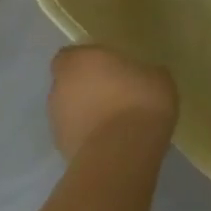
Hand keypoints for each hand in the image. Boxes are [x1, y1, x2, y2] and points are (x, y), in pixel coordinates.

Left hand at [47, 46, 177, 158]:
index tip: (105, 65)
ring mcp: (57, 124)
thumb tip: (138, 79)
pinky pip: (76, 136)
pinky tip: (112, 140)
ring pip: (69, 112)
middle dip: (84, 88)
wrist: (124, 153)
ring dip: (85, 113)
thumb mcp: (154, 74)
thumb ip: (137, 72)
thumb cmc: (139, 99)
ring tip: (114, 120)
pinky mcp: (62, 153)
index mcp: (79, 61)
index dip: (85, 61)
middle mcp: (60, 89)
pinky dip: (88, 136)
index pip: (69, 56)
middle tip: (112, 91)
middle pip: (67, 84)